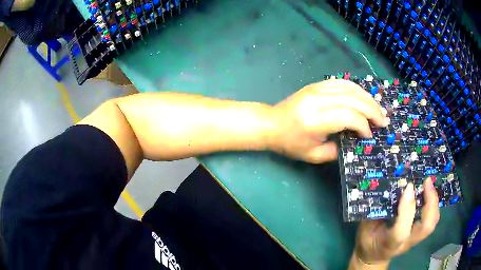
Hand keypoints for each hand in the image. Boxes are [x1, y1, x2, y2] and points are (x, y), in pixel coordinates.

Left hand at [269, 79, 387, 162]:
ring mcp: (317, 88)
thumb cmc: (291, 143)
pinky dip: (357, 89)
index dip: (363, 126)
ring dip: (368, 98)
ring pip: (350, 88)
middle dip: (372, 110)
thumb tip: (356, 140)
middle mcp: (318, 99)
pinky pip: (342, 82)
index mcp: (316, 119)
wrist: (271, 123)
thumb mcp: (314, 155)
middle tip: (384, 121)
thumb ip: (338, 150)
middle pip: (353, 99)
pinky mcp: (317, 84)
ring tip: (379, 110)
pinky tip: (365, 98)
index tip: (369, 136)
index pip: (349, 116)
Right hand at [349, 178, 439, 268]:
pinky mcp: (419, 234)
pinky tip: (429, 192)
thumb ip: (375, 211)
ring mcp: (415, 239)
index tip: (408, 186)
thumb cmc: (368, 241)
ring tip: (429, 184)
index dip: (407, 210)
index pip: (401, 232)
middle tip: (427, 181)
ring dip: (434, 202)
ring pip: (432, 223)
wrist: (374, 256)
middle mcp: (406, 243)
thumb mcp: (365, 228)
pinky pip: (432, 219)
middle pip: (426, 227)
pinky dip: (434, 205)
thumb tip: (387, 185)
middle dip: (431, 202)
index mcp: (389, 244)